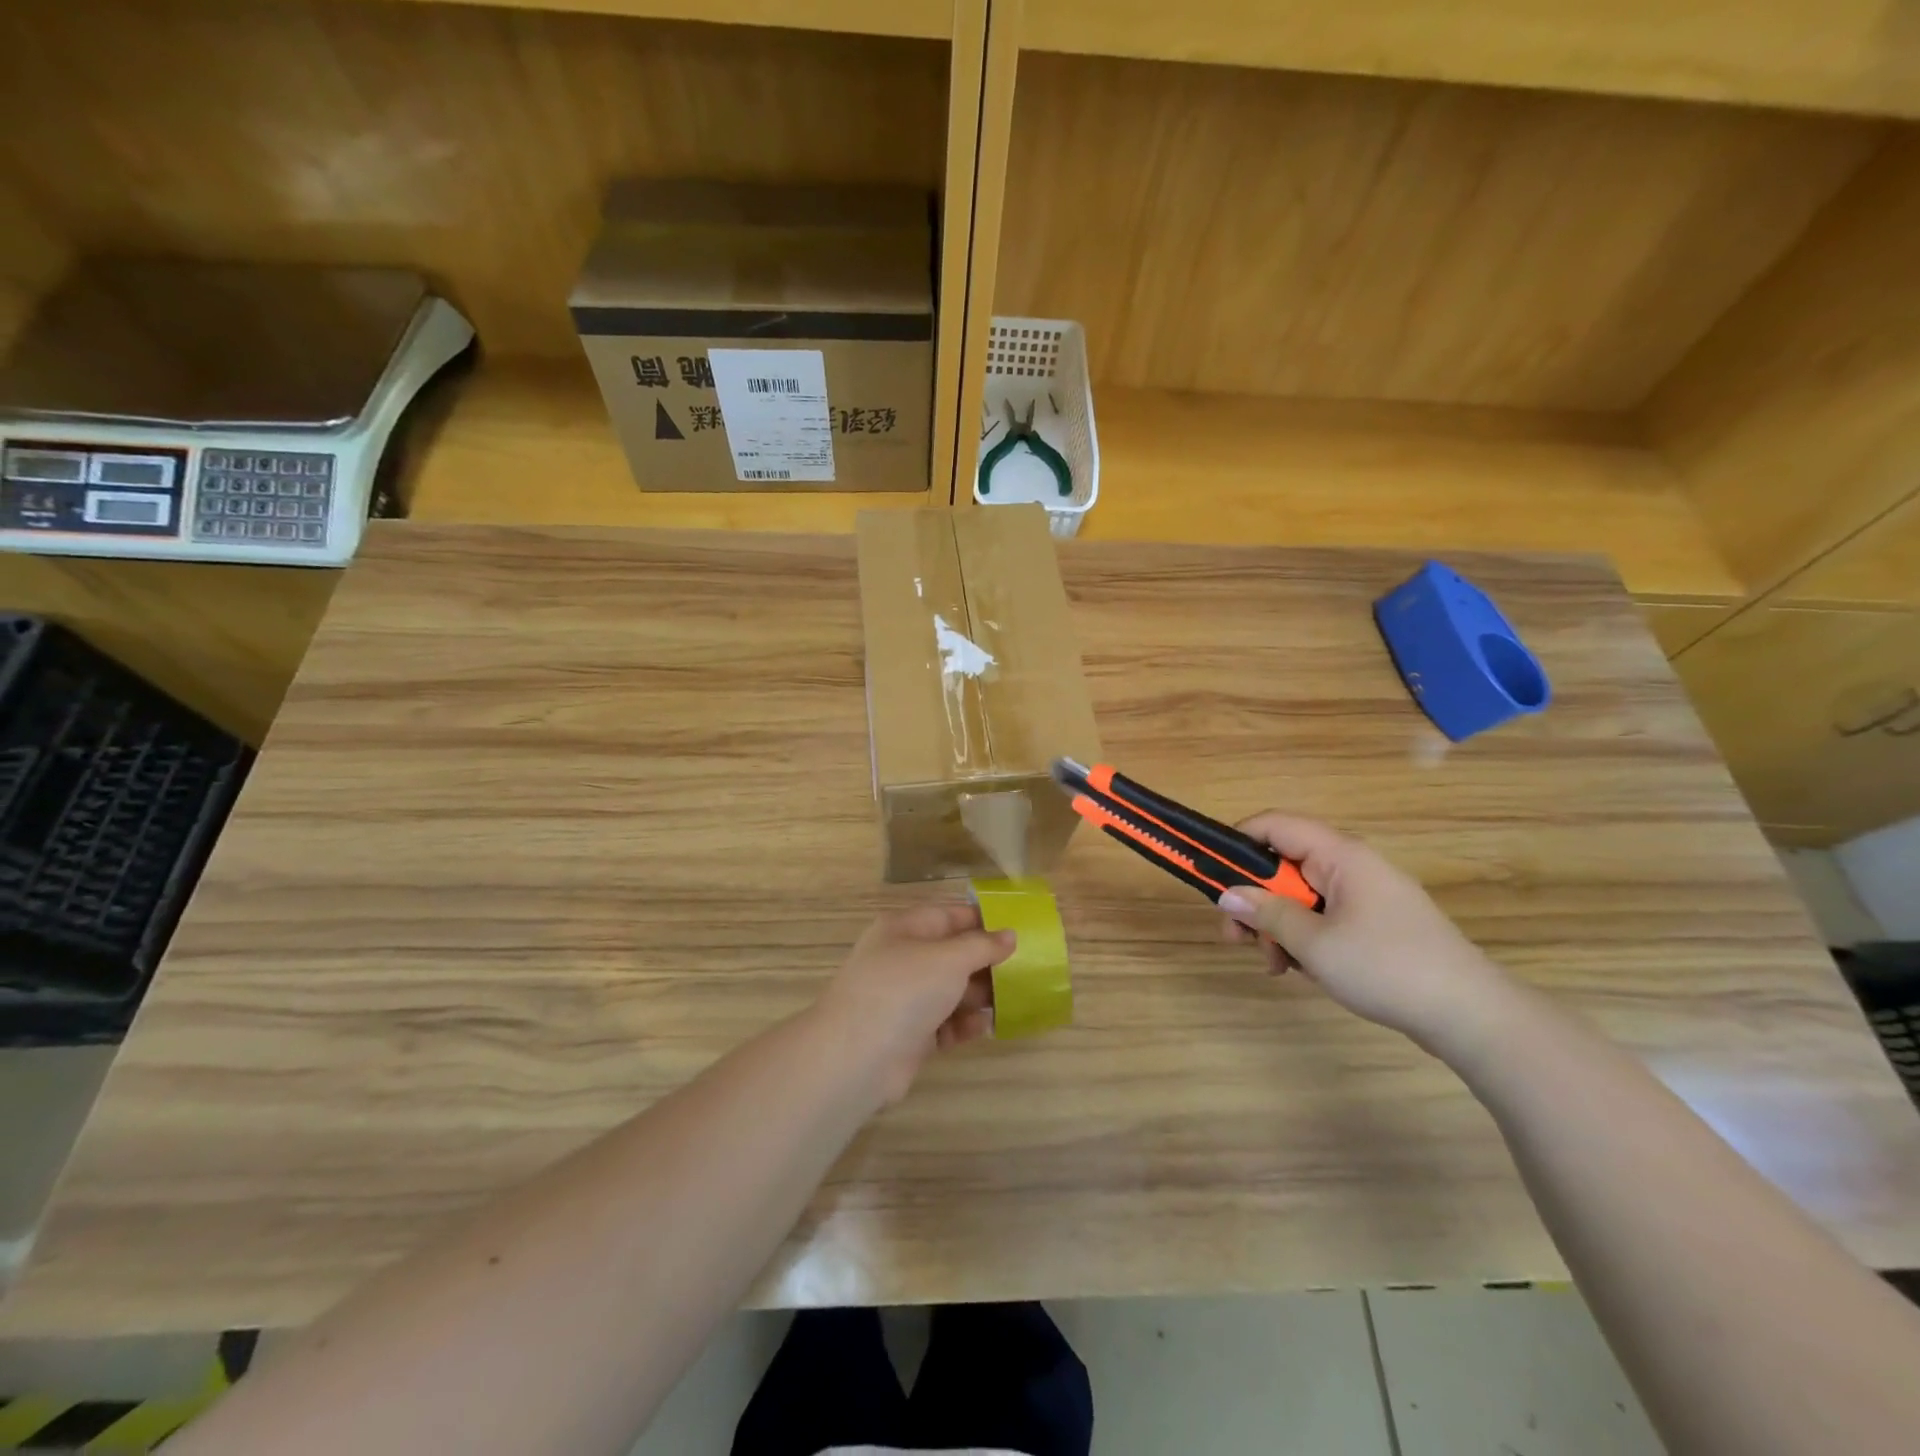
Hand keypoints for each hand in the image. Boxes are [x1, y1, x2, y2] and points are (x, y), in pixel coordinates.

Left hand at [815, 903, 1015, 1102]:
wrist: (857, 1056)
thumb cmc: (904, 990)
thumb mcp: (949, 958)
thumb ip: (982, 946)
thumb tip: (1010, 935)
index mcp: (904, 929)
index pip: (948, 915)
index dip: (982, 920)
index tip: (1017, 928)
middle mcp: (902, 959)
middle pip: (951, 955)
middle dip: (985, 963)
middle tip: (1025, 970)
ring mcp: (903, 998)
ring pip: (949, 991)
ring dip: (978, 996)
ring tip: (1013, 1000)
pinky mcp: (908, 1034)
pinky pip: (943, 1023)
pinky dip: (963, 1024)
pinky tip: (985, 1027)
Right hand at [1217, 813, 1509, 1047]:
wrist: (1471, 1016)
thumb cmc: (1387, 968)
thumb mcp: (1314, 943)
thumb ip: (1267, 914)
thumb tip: (1226, 895)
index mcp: (1339, 855)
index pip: (1274, 825)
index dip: (1237, 842)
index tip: (1212, 875)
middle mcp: (1352, 866)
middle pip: (1284, 866)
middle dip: (1255, 900)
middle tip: (1237, 938)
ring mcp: (1366, 896)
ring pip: (1301, 896)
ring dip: (1277, 926)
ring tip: (1275, 965)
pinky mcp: (1376, 924)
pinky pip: (1324, 916)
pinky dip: (1304, 938)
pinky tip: (1301, 970)